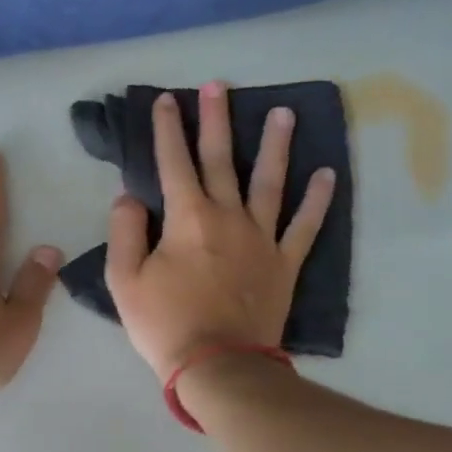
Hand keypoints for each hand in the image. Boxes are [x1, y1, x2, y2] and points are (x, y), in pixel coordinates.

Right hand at [105, 82, 335, 380]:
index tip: (166, 100)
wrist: (217, 365)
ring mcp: (262, 238)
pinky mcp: (284, 263)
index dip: (167, 129)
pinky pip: (305, 226)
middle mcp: (228, 217)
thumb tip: (129, 196)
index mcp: (187, 218)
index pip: (173, 163)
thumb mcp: (124, 280)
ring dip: (275, 145)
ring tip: (283, 113)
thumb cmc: (164, 324)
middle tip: (220, 85)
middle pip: (221, 159)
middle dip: (217, 119)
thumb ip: (125, 232)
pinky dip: (317, 200)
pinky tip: (327, 174)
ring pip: (270, 181)